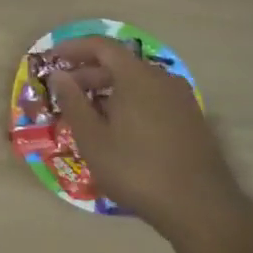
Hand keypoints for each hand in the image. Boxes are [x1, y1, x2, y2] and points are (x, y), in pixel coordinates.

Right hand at [47, 36, 240, 235]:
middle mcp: (162, 78)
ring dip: (108, 89)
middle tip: (65, 93)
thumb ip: (73, 102)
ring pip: (137, 82)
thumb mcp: (93, 139)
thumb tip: (58, 76)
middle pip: (119, 63)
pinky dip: (129, 102)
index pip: (101, 46)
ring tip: (87, 113)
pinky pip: (152, 98)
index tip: (52, 59)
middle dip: (88, 73)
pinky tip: (118, 129)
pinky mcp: (191, 118)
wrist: (200, 207)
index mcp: (136, 76)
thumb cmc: (137, 170)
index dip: (73, 48)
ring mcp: (180, 98)